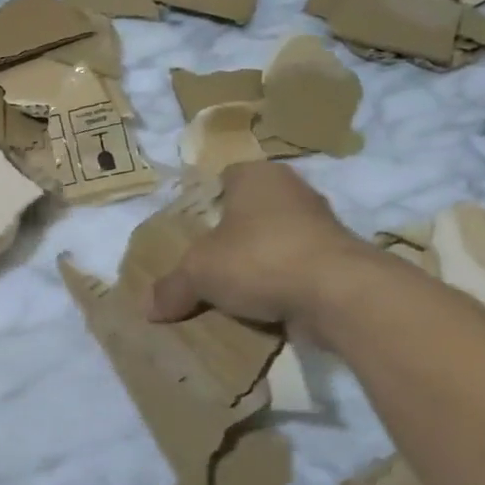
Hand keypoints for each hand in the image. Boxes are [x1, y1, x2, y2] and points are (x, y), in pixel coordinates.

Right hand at [146, 160, 375, 329]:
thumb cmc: (259, 259)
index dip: (207, 199)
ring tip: (230, 290)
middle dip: (231, 235)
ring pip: (275, 240)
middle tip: (205, 261)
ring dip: (258, 262)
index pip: (226, 177)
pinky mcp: (337, 260)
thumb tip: (145, 308)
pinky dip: (281, 284)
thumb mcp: (198, 273)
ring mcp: (320, 225)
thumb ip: (171, 287)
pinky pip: (296, 268)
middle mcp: (291, 191)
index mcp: (257, 176)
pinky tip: (262, 307)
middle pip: (250, 211)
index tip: (192, 228)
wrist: (338, 294)